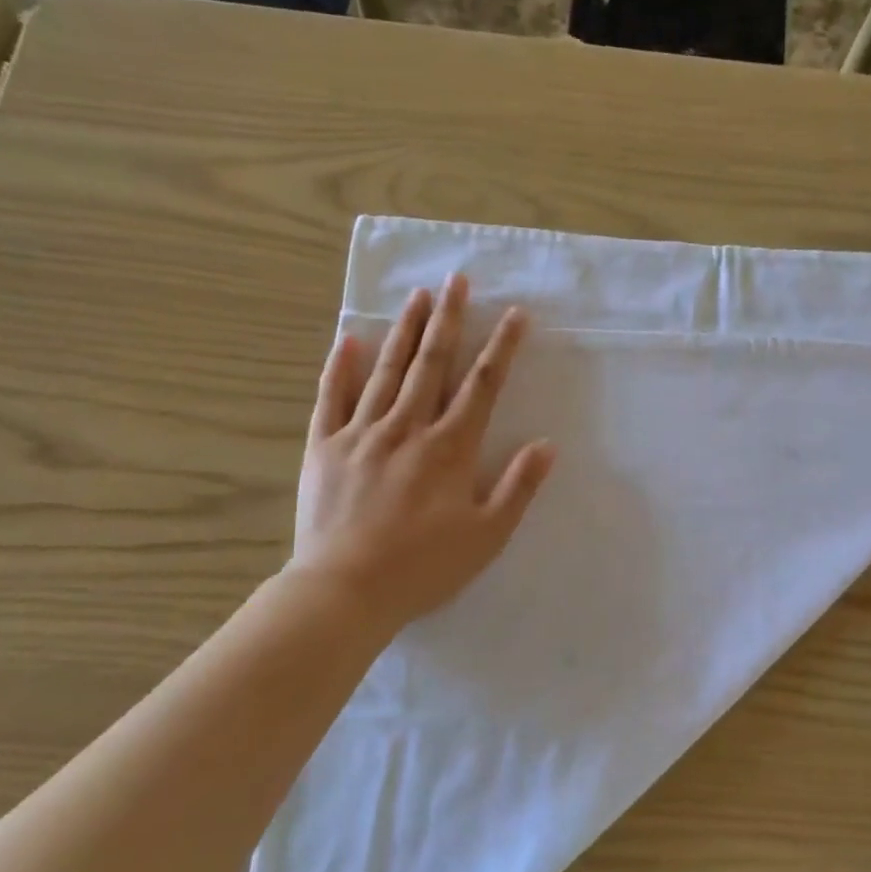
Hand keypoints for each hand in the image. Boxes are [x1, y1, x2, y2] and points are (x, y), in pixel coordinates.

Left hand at [288, 275, 555, 628]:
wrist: (345, 591)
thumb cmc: (424, 567)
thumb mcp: (487, 536)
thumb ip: (518, 487)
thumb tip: (547, 445)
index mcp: (450, 448)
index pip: (482, 385)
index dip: (501, 347)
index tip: (515, 314)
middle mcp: (407, 427)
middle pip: (432, 363)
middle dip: (449, 320)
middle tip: (457, 280)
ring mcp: (361, 433)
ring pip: (386, 370)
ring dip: (405, 330)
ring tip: (418, 295)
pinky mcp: (323, 446)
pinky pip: (331, 397)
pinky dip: (340, 367)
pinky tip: (349, 339)